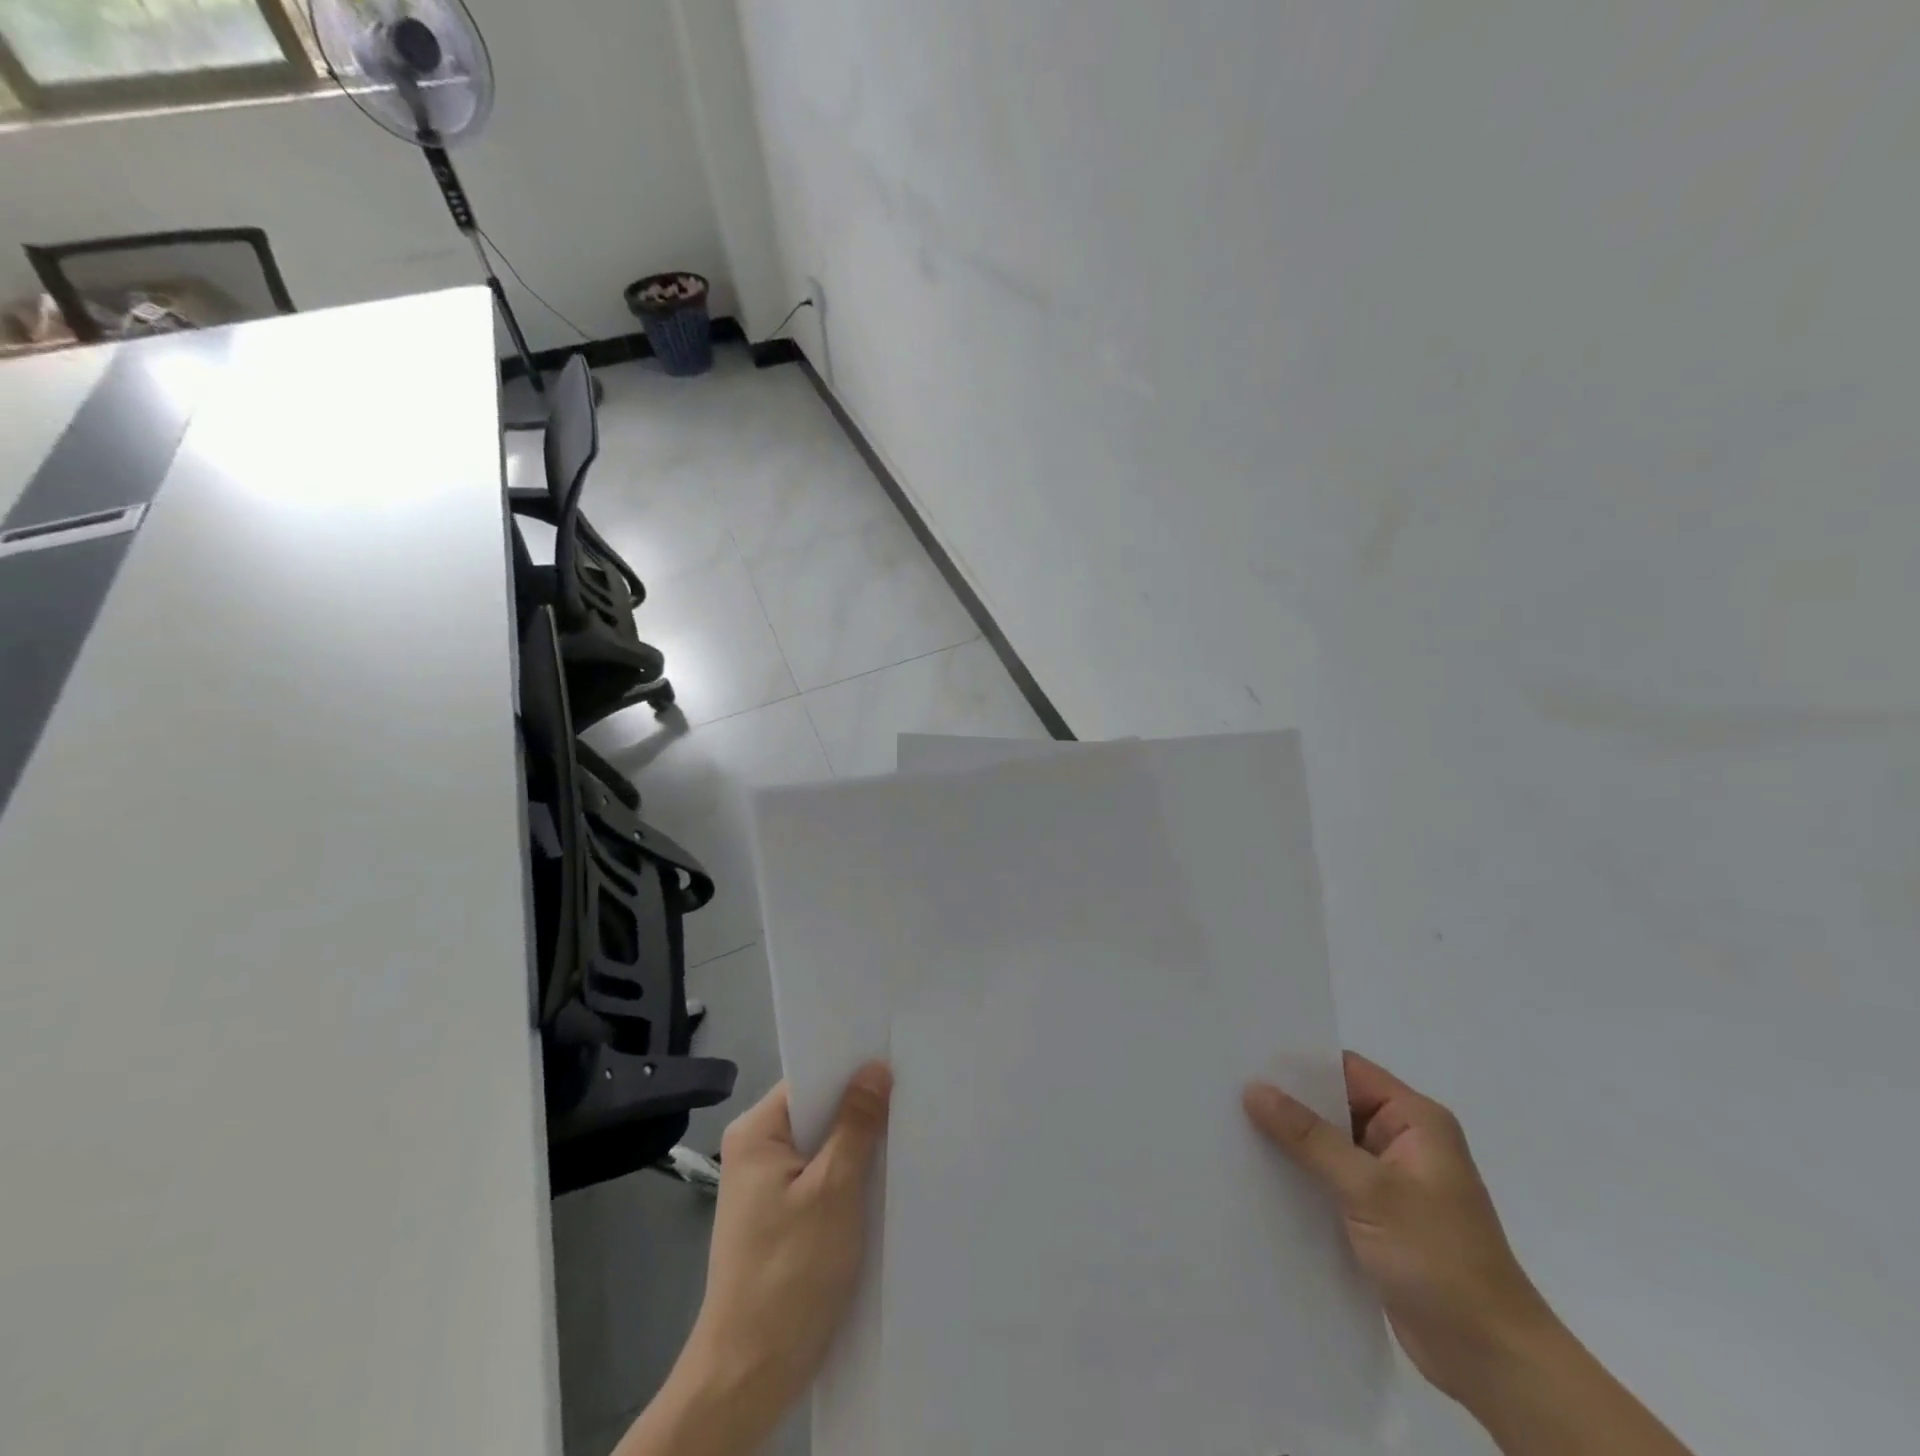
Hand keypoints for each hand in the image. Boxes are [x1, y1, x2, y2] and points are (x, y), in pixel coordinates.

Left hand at [642, 1064, 890, 1455]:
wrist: (748, 1376)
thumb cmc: (789, 1273)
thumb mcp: (834, 1190)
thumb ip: (856, 1125)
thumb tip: (875, 1068)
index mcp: (756, 1132)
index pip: (810, 1079)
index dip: (852, 1069)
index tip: (896, 1060)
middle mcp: (755, 1150)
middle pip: (817, 1111)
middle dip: (860, 1108)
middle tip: (911, 1095)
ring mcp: (766, 1186)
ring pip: (822, 1146)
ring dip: (858, 1145)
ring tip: (906, 1131)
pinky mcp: (780, 1217)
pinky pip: (820, 1177)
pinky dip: (849, 1176)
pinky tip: (883, 1179)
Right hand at [1243, 1051, 1555, 1403]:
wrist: (1492, 1361)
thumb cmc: (1440, 1259)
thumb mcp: (1370, 1189)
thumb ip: (1310, 1137)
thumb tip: (1254, 1089)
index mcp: (1415, 1120)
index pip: (1347, 1070)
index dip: (1298, 1062)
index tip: (1246, 1058)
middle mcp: (1401, 1141)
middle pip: (1333, 1105)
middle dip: (1286, 1101)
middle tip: (1226, 1089)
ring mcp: (1389, 1181)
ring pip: (1326, 1145)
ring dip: (1288, 1142)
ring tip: (1230, 1127)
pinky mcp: (1376, 1216)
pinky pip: (1328, 1180)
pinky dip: (1299, 1176)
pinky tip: (1256, 1175)